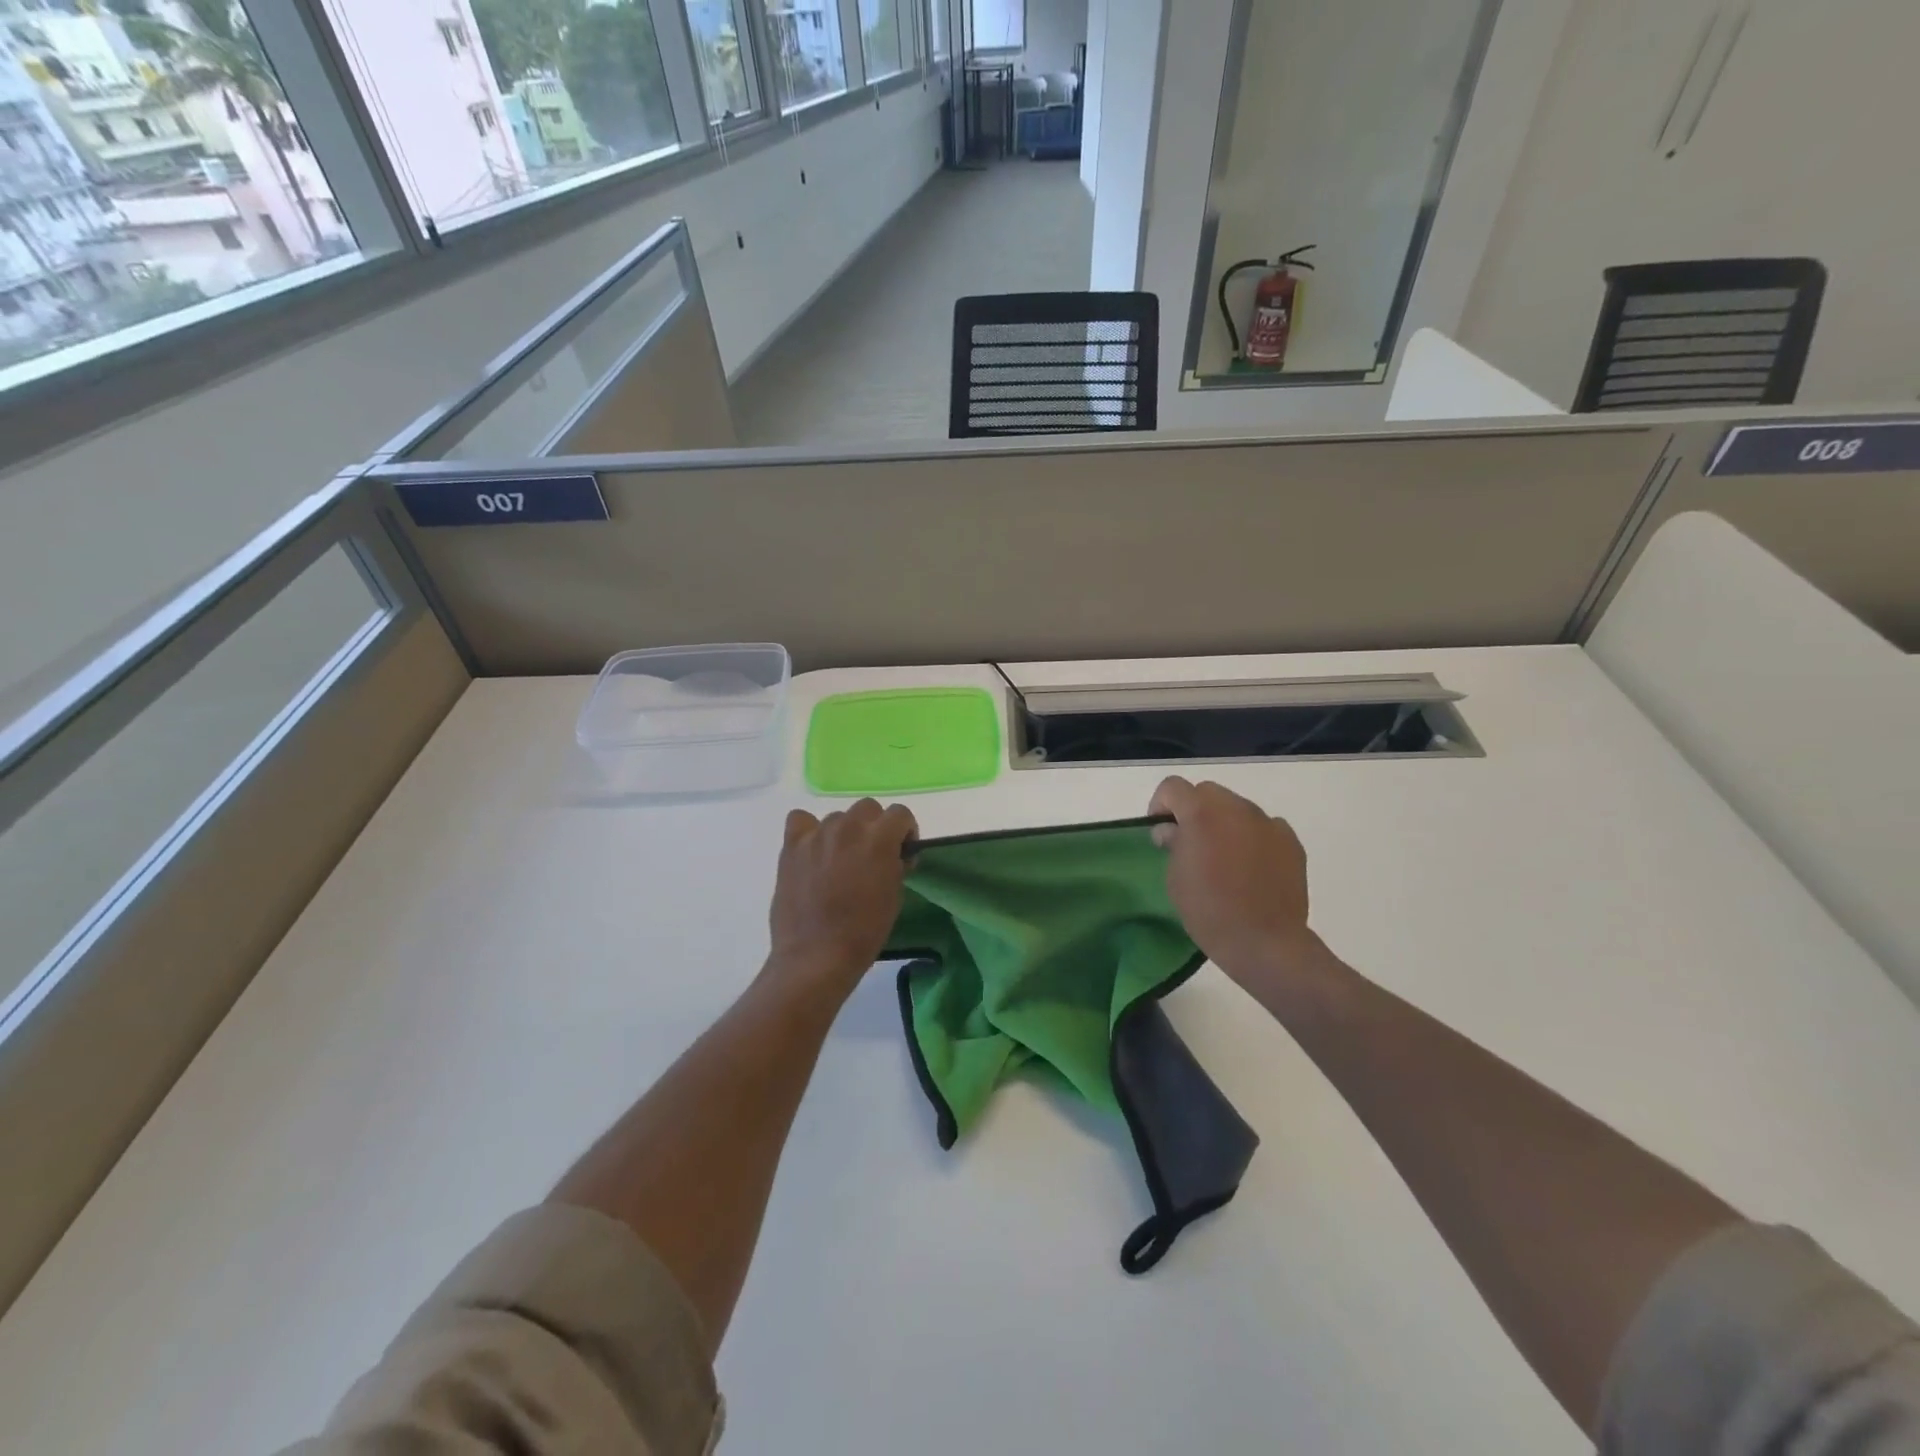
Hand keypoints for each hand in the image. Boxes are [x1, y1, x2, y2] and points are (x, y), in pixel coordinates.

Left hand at [768, 799, 917, 996]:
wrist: (817, 955)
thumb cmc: (864, 931)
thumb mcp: (895, 895)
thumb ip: (896, 864)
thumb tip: (894, 854)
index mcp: (879, 838)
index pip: (900, 814)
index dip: (905, 831)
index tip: (901, 852)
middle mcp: (848, 827)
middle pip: (868, 808)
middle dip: (875, 827)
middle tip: (871, 856)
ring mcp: (817, 834)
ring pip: (837, 818)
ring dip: (844, 833)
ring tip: (839, 862)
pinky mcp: (792, 846)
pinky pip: (801, 820)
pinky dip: (809, 831)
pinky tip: (813, 851)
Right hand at [1149, 776, 1321, 986]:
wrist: (1264, 942)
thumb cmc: (1209, 911)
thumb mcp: (1175, 878)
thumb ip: (1173, 844)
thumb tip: (1173, 831)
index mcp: (1201, 813)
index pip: (1173, 787)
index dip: (1161, 805)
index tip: (1161, 831)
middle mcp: (1236, 808)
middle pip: (1207, 792)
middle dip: (1193, 810)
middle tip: (1191, 842)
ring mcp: (1267, 822)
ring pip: (1237, 807)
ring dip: (1224, 822)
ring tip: (1224, 856)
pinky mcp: (1290, 841)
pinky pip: (1264, 827)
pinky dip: (1252, 837)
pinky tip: (1251, 866)